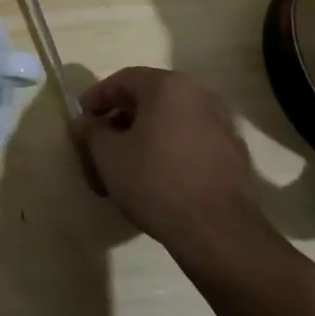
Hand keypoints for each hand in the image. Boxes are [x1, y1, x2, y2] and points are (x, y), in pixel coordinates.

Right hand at [78, 66, 280, 276]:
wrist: (219, 235)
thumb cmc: (156, 182)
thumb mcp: (108, 155)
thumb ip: (91, 131)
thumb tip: (86, 123)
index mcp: (168, 86)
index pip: (122, 80)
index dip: (96, 98)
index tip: (81, 120)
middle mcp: (198, 96)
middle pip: (148, 101)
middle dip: (119, 121)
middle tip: (100, 145)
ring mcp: (221, 127)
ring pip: (170, 124)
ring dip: (144, 139)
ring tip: (126, 168)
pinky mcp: (234, 158)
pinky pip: (190, 144)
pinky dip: (169, 154)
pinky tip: (157, 181)